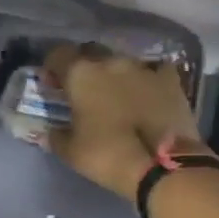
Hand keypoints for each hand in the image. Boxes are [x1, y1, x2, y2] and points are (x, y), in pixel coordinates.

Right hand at [44, 44, 202, 202]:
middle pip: (91, 52)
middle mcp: (111, 62)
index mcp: (81, 74)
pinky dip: (147, 79)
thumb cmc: (108, 156)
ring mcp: (143, 68)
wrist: (163, 165)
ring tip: (116, 95)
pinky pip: (154, 70)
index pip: (58, 54)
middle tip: (83, 90)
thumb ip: (55, 137)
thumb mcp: (71, 152)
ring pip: (122, 61)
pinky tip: (148, 93)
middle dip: (84, 66)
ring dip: (115, 73)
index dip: (52, 67)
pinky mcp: (170, 80)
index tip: (52, 84)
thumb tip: (48, 132)